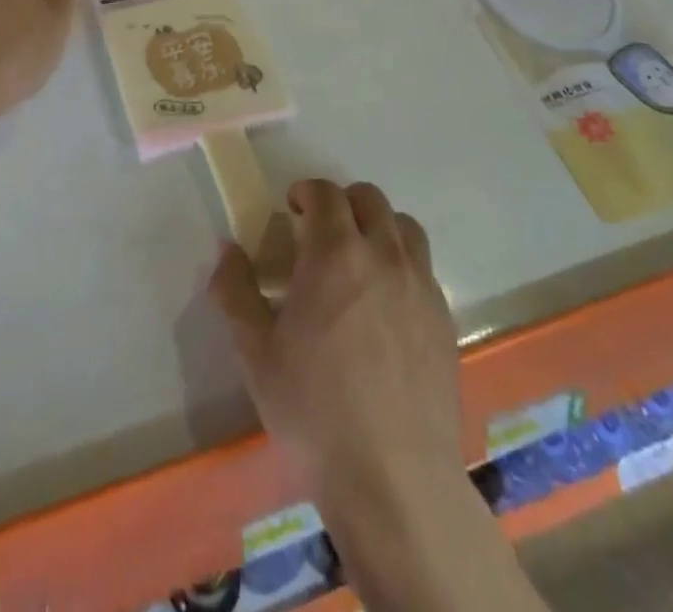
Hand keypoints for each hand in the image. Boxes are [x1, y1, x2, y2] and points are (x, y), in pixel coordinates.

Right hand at [209, 180, 459, 511]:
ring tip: (358, 259)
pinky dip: (402, 263)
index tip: (291, 211)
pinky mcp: (444, 318)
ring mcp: (421, 285)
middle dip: (341, 203)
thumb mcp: (256, 353)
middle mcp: (384, 255)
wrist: (394, 481)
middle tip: (320, 232)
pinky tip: (386, 304)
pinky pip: (424, 267)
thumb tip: (227, 249)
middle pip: (369, 199)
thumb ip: (236, 291)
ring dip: (378, 227)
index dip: (306, 192)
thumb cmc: (314, 412)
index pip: (325, 193)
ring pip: (404, 226)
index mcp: (335, 254)